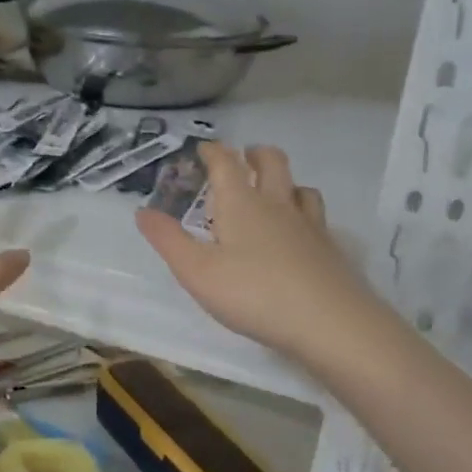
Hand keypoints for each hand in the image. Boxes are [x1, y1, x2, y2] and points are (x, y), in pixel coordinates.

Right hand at [137, 142, 374, 359]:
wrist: (328, 322)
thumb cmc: (253, 293)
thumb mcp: (196, 271)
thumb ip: (168, 240)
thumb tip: (142, 211)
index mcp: (241, 204)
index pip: (226, 164)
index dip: (213, 152)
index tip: (204, 148)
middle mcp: (277, 204)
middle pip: (271, 162)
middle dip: (255, 154)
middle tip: (244, 157)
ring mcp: (309, 224)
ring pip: (299, 187)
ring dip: (284, 181)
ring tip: (274, 191)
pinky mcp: (329, 248)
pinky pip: (316, 216)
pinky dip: (304, 211)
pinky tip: (300, 230)